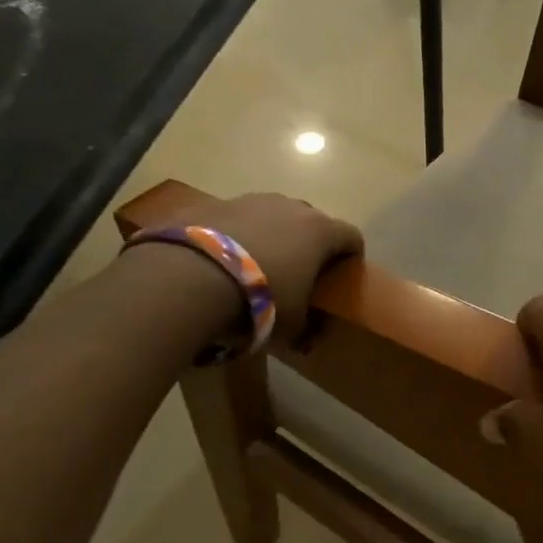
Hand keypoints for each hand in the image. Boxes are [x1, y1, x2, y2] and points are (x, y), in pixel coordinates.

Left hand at [177, 193, 362, 339]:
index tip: (344, 273)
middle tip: (300, 270)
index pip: (352, 236)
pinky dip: (237, 234)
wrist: (190, 276)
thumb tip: (308, 342)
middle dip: (311, 242)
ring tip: (257, 263)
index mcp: (321, 232)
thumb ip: (306, 330)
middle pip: (313, 220)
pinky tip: (224, 259)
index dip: (351, 254)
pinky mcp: (215, 203)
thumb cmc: (261, 299)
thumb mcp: (291, 326)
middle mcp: (292, 208)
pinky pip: (237, 219)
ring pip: (274, 215)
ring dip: (273, 234)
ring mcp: (252, 200)